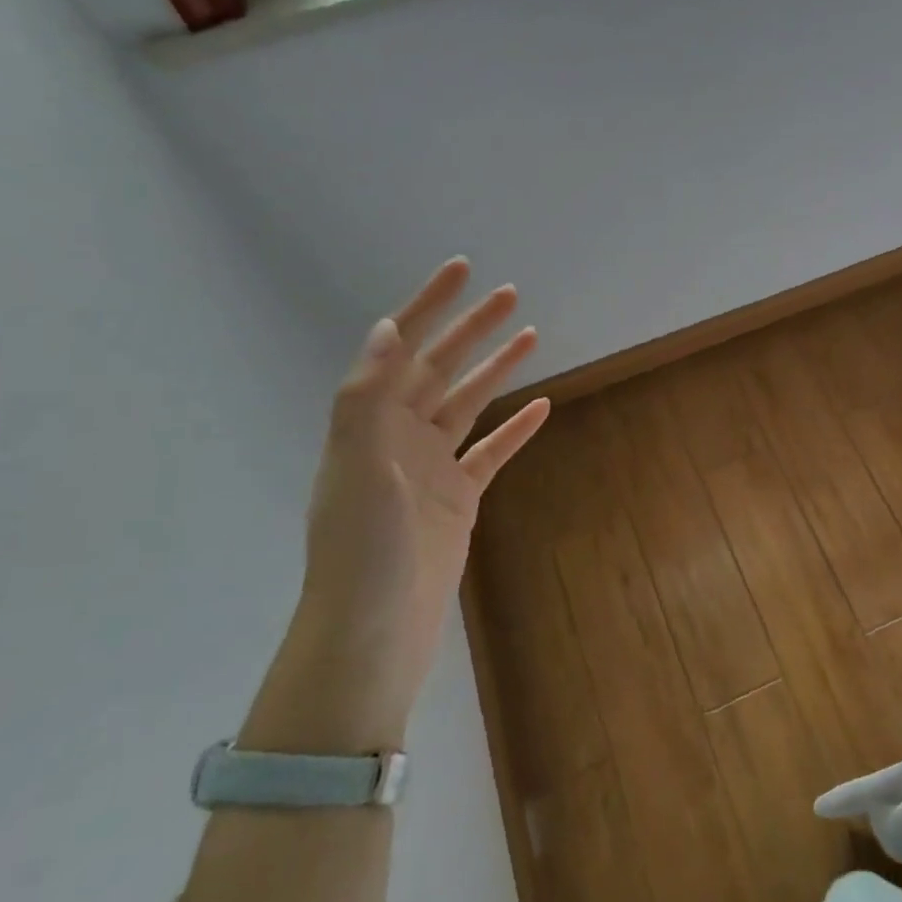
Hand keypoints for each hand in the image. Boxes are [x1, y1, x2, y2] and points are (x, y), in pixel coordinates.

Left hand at [247, 259, 548, 753]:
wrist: (374, 630)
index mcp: (370, 423)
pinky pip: (492, 451)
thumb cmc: (362, 549)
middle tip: (511, 294)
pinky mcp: (459, 497)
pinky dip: (517, 427)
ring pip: (470, 403)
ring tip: (531, 334)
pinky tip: (542, 406)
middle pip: (442, 368)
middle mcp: (399, 437)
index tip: (462, 270)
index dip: (430, 306)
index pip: (403, 349)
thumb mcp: (358, 468)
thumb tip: (389, 328)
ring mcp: (431, 467)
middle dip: (473, 328)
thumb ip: (369, 398)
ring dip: (497, 368)